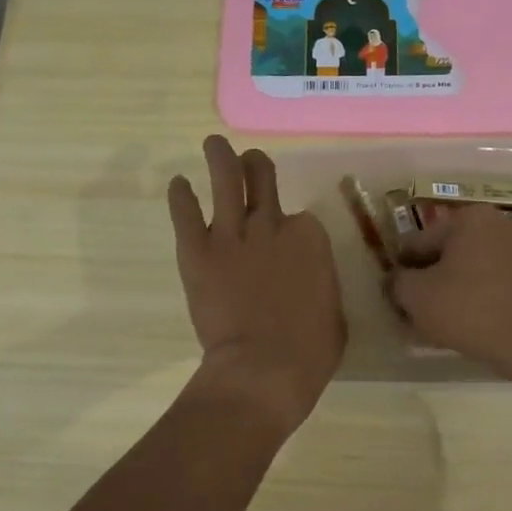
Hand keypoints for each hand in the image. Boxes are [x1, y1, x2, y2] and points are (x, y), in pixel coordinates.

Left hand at [168, 136, 345, 430]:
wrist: (265, 367)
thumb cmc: (311, 349)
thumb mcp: (333, 309)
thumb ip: (319, 283)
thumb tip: (310, 282)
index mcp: (310, 237)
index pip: (300, 217)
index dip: (291, 227)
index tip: (285, 238)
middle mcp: (272, 225)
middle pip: (262, 182)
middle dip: (255, 167)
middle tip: (249, 160)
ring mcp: (232, 235)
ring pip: (225, 182)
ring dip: (220, 158)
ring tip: (213, 143)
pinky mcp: (198, 251)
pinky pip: (186, 214)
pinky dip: (181, 197)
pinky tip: (178, 183)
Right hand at [388, 204, 511, 377]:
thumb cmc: (468, 310)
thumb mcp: (416, 296)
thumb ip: (397, 281)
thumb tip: (396, 279)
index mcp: (469, 217)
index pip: (418, 242)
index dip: (402, 271)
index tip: (396, 298)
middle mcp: (499, 222)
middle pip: (448, 253)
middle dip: (431, 280)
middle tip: (418, 313)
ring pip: (473, 269)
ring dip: (455, 290)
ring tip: (444, 323)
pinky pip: (497, 282)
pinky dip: (481, 297)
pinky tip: (473, 324)